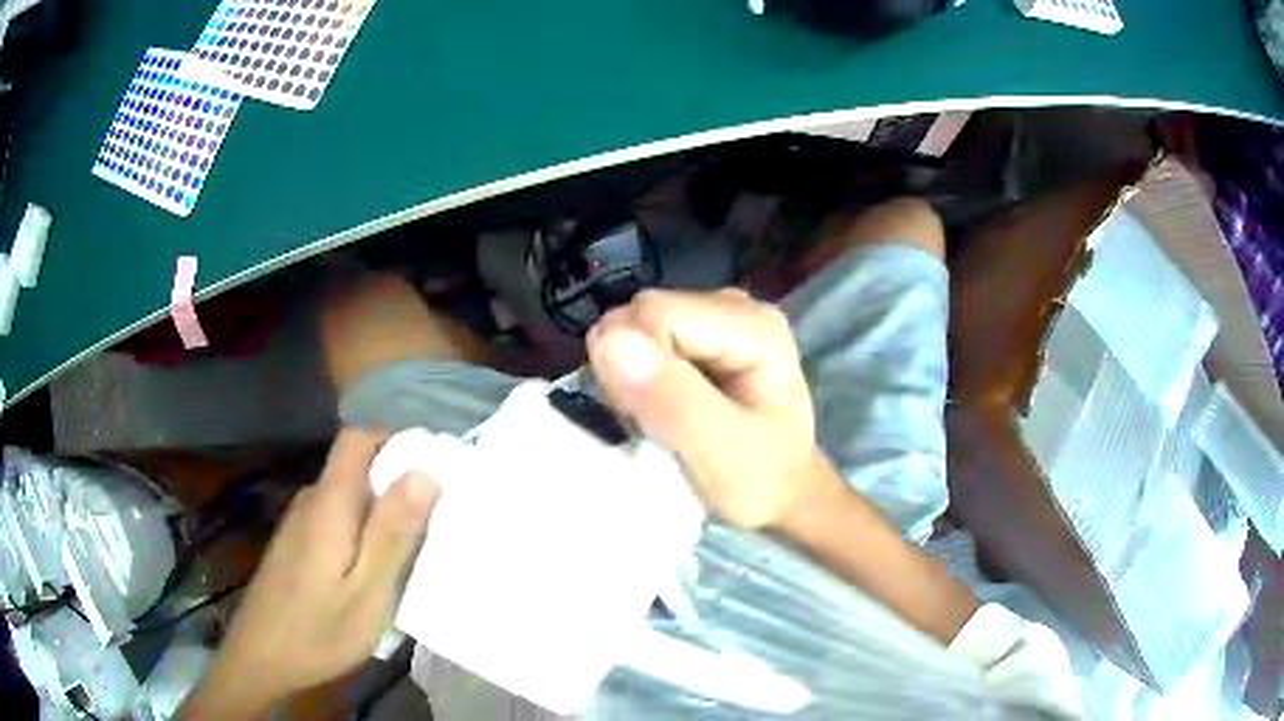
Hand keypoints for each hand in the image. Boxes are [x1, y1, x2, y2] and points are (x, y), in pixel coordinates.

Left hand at [182, 429, 438, 719]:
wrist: (260, 658)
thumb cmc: (319, 630)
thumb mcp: (368, 591)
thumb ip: (391, 533)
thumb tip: (423, 473)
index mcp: (329, 503)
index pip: (356, 439)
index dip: (393, 442)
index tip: (429, 472)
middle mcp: (310, 502)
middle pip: (353, 469)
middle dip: (393, 486)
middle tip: (429, 527)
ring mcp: (298, 524)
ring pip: (344, 498)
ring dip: (376, 514)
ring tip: (405, 556)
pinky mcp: (293, 546)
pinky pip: (333, 521)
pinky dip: (357, 534)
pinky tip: (368, 575)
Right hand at [588, 289, 838, 530]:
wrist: (783, 496)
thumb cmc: (759, 482)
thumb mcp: (718, 454)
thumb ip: (671, 398)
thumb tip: (610, 340)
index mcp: (752, 326)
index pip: (654, 314)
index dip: (632, 364)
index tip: (644, 419)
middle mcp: (735, 307)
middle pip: (642, 314)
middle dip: (627, 369)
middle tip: (651, 424)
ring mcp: (717, 317)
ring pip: (635, 325)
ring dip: (628, 375)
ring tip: (656, 419)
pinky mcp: (701, 334)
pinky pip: (642, 340)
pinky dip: (636, 376)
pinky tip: (658, 407)